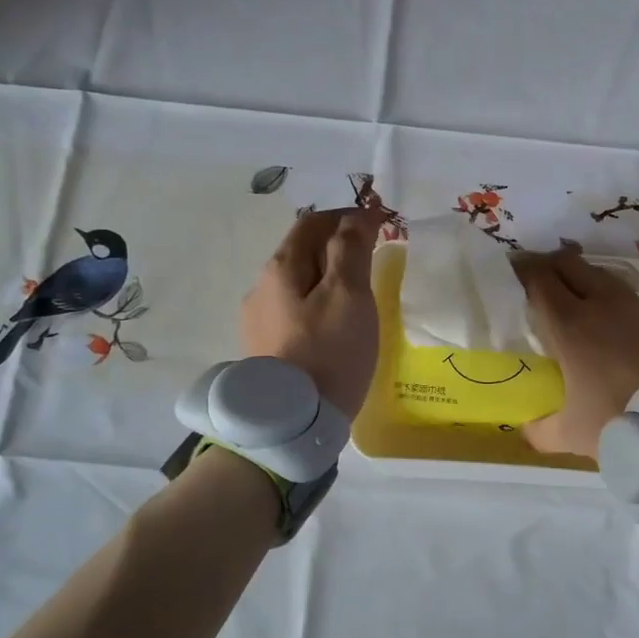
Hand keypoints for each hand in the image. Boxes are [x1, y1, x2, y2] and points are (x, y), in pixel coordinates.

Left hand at [240, 208, 386, 418]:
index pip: (313, 222)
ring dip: (326, 275)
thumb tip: (356, 216)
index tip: (380, 222)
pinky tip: (334, 325)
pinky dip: (317, 302)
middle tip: (373, 254)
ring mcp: (258, 320)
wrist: (291, 422)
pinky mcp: (264, 348)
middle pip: (301, 251)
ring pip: (297, 283)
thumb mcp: (349, 294)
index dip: (346, 215)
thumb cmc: (328, 352)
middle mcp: (261, 287)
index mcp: (281, 267)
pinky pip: (294, 311)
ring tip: (357, 292)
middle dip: (336, 244)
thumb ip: (351, 249)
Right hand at [516, 249, 638, 457]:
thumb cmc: (622, 422)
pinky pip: (625, 295)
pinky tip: (608, 323)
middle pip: (568, 263)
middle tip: (535, 283)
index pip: (538, 279)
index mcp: (569, 325)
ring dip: (580, 278)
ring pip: (599, 274)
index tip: (508, 272)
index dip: (520, 270)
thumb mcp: (571, 435)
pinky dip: (608, 299)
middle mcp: (600, 304)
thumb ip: (540, 429)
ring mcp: (635, 306)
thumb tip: (527, 425)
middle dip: (547, 265)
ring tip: (571, 301)